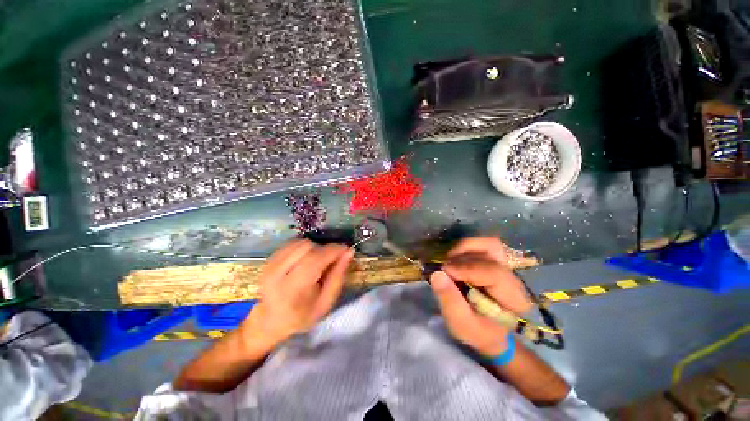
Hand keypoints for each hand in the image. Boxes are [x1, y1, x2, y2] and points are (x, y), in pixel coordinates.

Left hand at [243, 240, 353, 344]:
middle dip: (324, 249)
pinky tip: (306, 258)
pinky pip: (291, 243)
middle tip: (331, 259)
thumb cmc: (303, 315)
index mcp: (293, 290)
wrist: (271, 321)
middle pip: (307, 247)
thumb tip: (349, 251)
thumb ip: (338, 276)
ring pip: (299, 242)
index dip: (333, 250)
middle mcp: (277, 274)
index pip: (315, 259)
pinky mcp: (269, 259)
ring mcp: (270, 265)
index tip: (346, 249)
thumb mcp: (326, 302)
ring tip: (318, 260)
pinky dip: (304, 247)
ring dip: (314, 247)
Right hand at [429, 237, 532, 355]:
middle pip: (492, 251)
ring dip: (464, 248)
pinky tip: (455, 259)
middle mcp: (514, 278)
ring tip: (450, 260)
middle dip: (463, 256)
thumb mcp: (460, 324)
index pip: (493, 272)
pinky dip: (466, 248)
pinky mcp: (498, 261)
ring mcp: (508, 267)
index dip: (466, 268)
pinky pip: (483, 245)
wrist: (490, 331)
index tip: (444, 271)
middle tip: (445, 267)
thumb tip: (436, 274)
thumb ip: (450, 301)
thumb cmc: (477, 331)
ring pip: (488, 243)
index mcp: (513, 299)